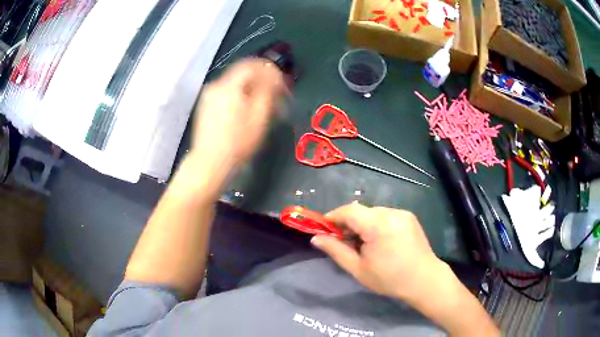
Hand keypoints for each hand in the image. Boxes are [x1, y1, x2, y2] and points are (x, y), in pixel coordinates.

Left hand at [190, 58, 286, 169]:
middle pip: (243, 73)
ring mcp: (208, 95)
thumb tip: (274, 77)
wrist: (210, 162)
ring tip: (263, 104)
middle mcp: (216, 85)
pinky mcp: (206, 106)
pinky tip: (247, 110)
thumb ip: (268, 91)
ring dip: (251, 88)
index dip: (269, 70)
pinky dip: (240, 95)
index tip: (281, 82)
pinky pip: (227, 93)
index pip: (252, 65)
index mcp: (229, 85)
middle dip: (261, 80)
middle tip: (275, 93)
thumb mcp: (259, 117)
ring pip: (235, 83)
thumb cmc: (237, 142)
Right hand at [311, 202, 446, 303]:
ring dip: (363, 224)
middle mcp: (391, 213)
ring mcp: (402, 213)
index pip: (349, 211)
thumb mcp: (358, 269)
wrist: (424, 280)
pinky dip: (376, 224)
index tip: (323, 229)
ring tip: (363, 244)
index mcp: (378, 225)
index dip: (333, 217)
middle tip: (343, 242)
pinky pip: (386, 215)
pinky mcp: (409, 217)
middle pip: (361, 211)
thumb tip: (316, 238)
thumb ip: (336, 250)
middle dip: (348, 223)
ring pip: (373, 213)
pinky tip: (379, 241)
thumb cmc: (389, 279)